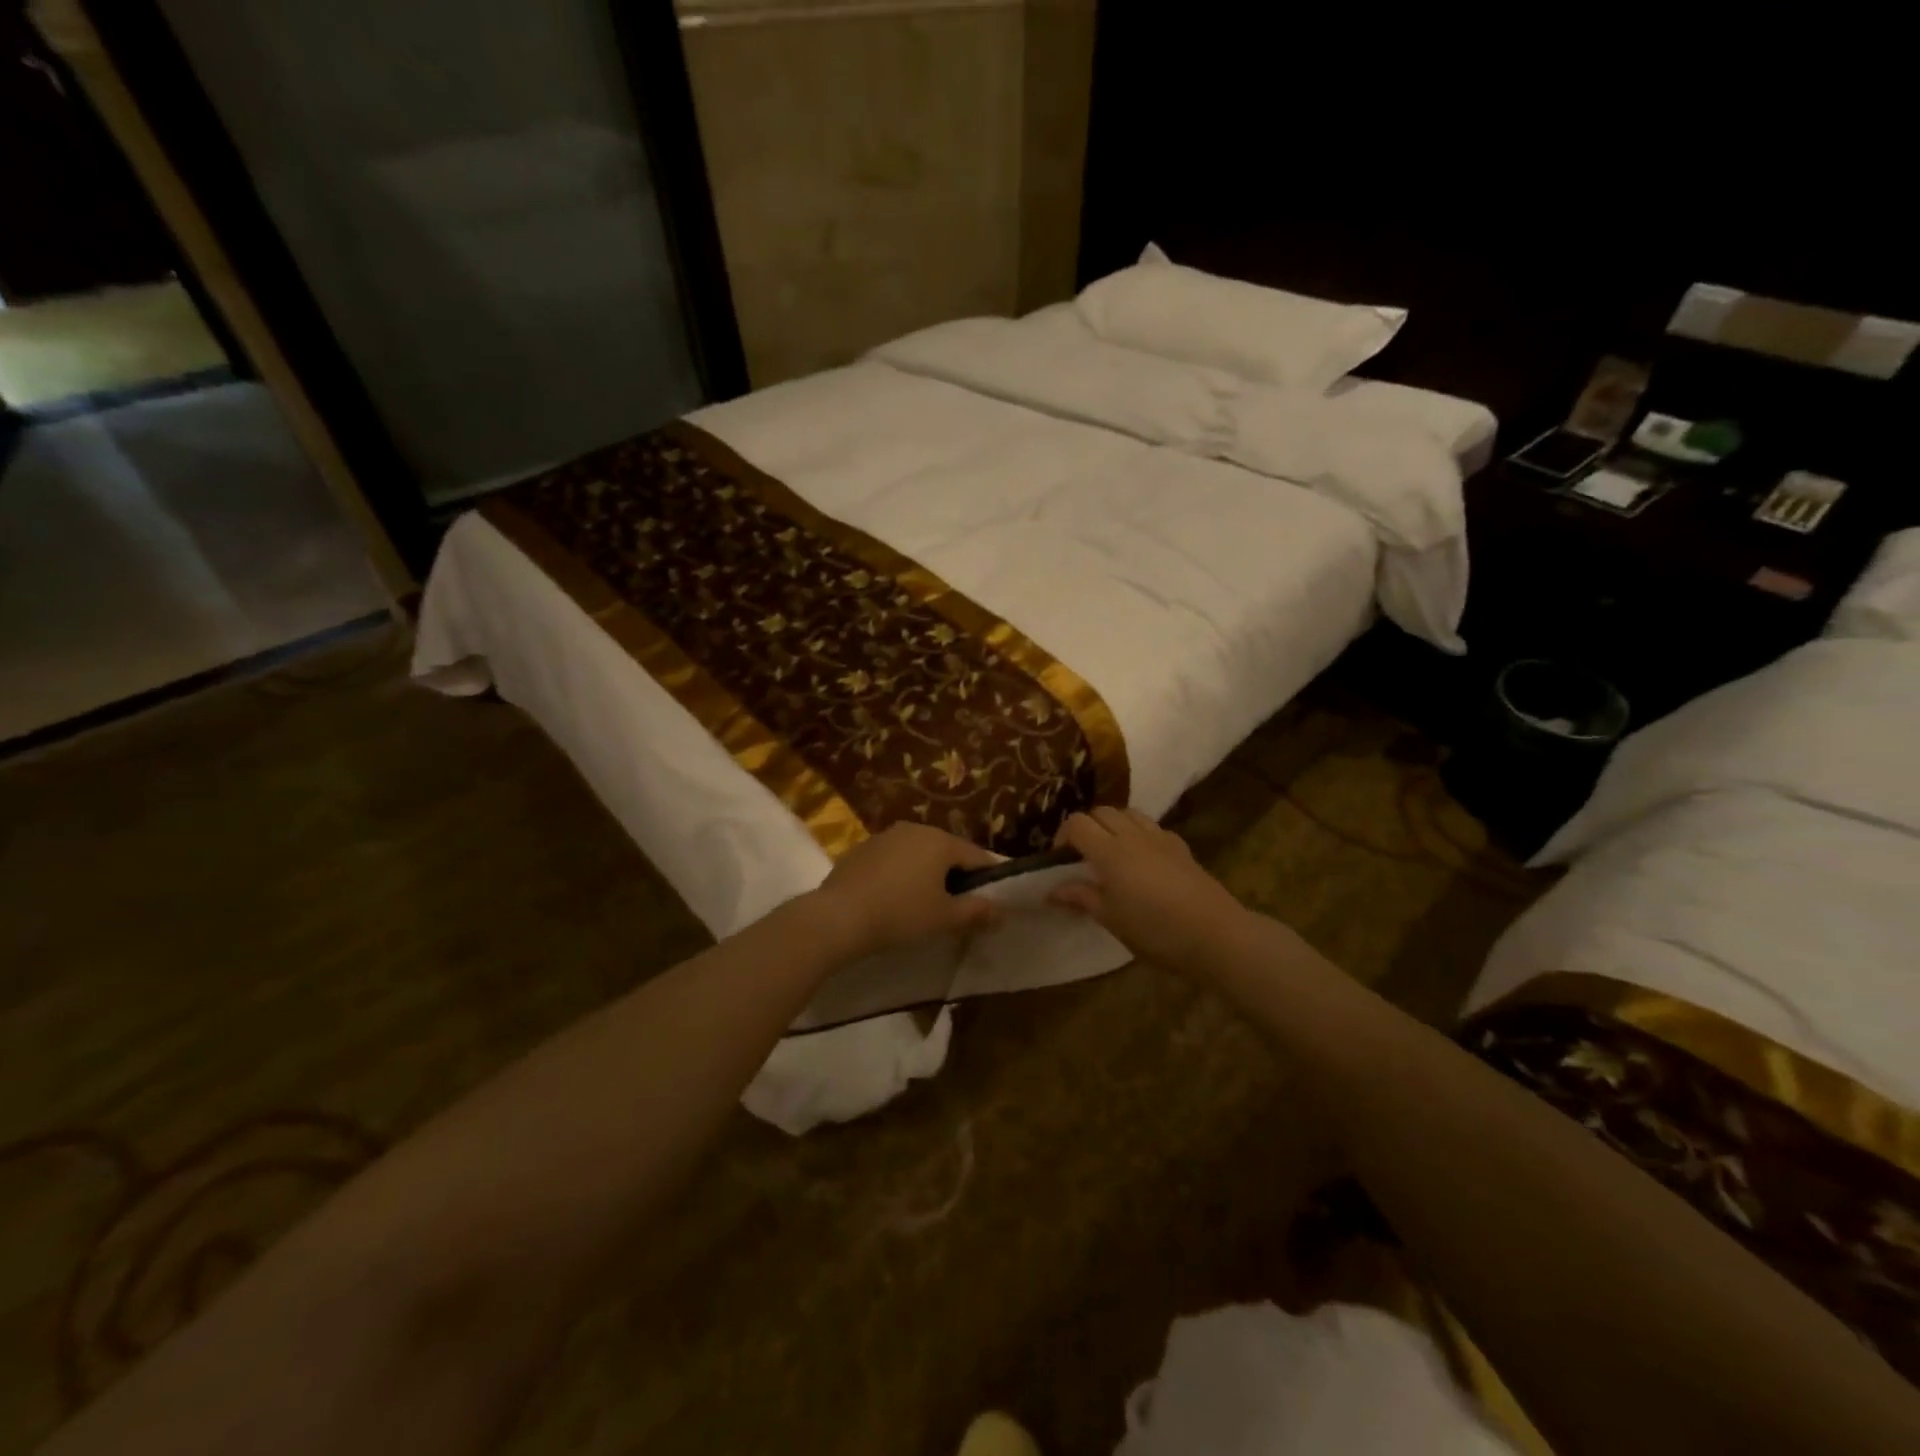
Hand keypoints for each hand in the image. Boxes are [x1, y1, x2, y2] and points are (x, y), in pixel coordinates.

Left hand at [805, 823, 1000, 960]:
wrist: (838, 917)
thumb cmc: (901, 914)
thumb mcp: (945, 918)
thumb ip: (977, 913)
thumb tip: (1002, 913)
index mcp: (941, 841)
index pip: (977, 857)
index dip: (988, 879)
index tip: (990, 901)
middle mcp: (915, 829)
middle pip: (947, 852)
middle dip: (956, 876)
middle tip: (957, 906)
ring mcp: (885, 836)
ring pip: (918, 854)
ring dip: (926, 873)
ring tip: (924, 903)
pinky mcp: (861, 849)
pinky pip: (893, 860)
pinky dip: (900, 874)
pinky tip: (893, 899)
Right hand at [1048, 808, 1253, 972]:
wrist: (1214, 933)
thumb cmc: (1154, 929)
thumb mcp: (1110, 918)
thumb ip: (1081, 897)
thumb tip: (1052, 890)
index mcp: (1108, 851)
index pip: (1077, 823)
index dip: (1063, 836)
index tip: (1061, 859)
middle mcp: (1132, 835)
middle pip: (1102, 812)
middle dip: (1087, 826)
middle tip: (1083, 856)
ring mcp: (1159, 837)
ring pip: (1128, 813)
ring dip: (1114, 825)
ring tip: (1112, 852)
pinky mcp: (1181, 847)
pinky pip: (1152, 827)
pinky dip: (1139, 834)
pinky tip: (1143, 860)